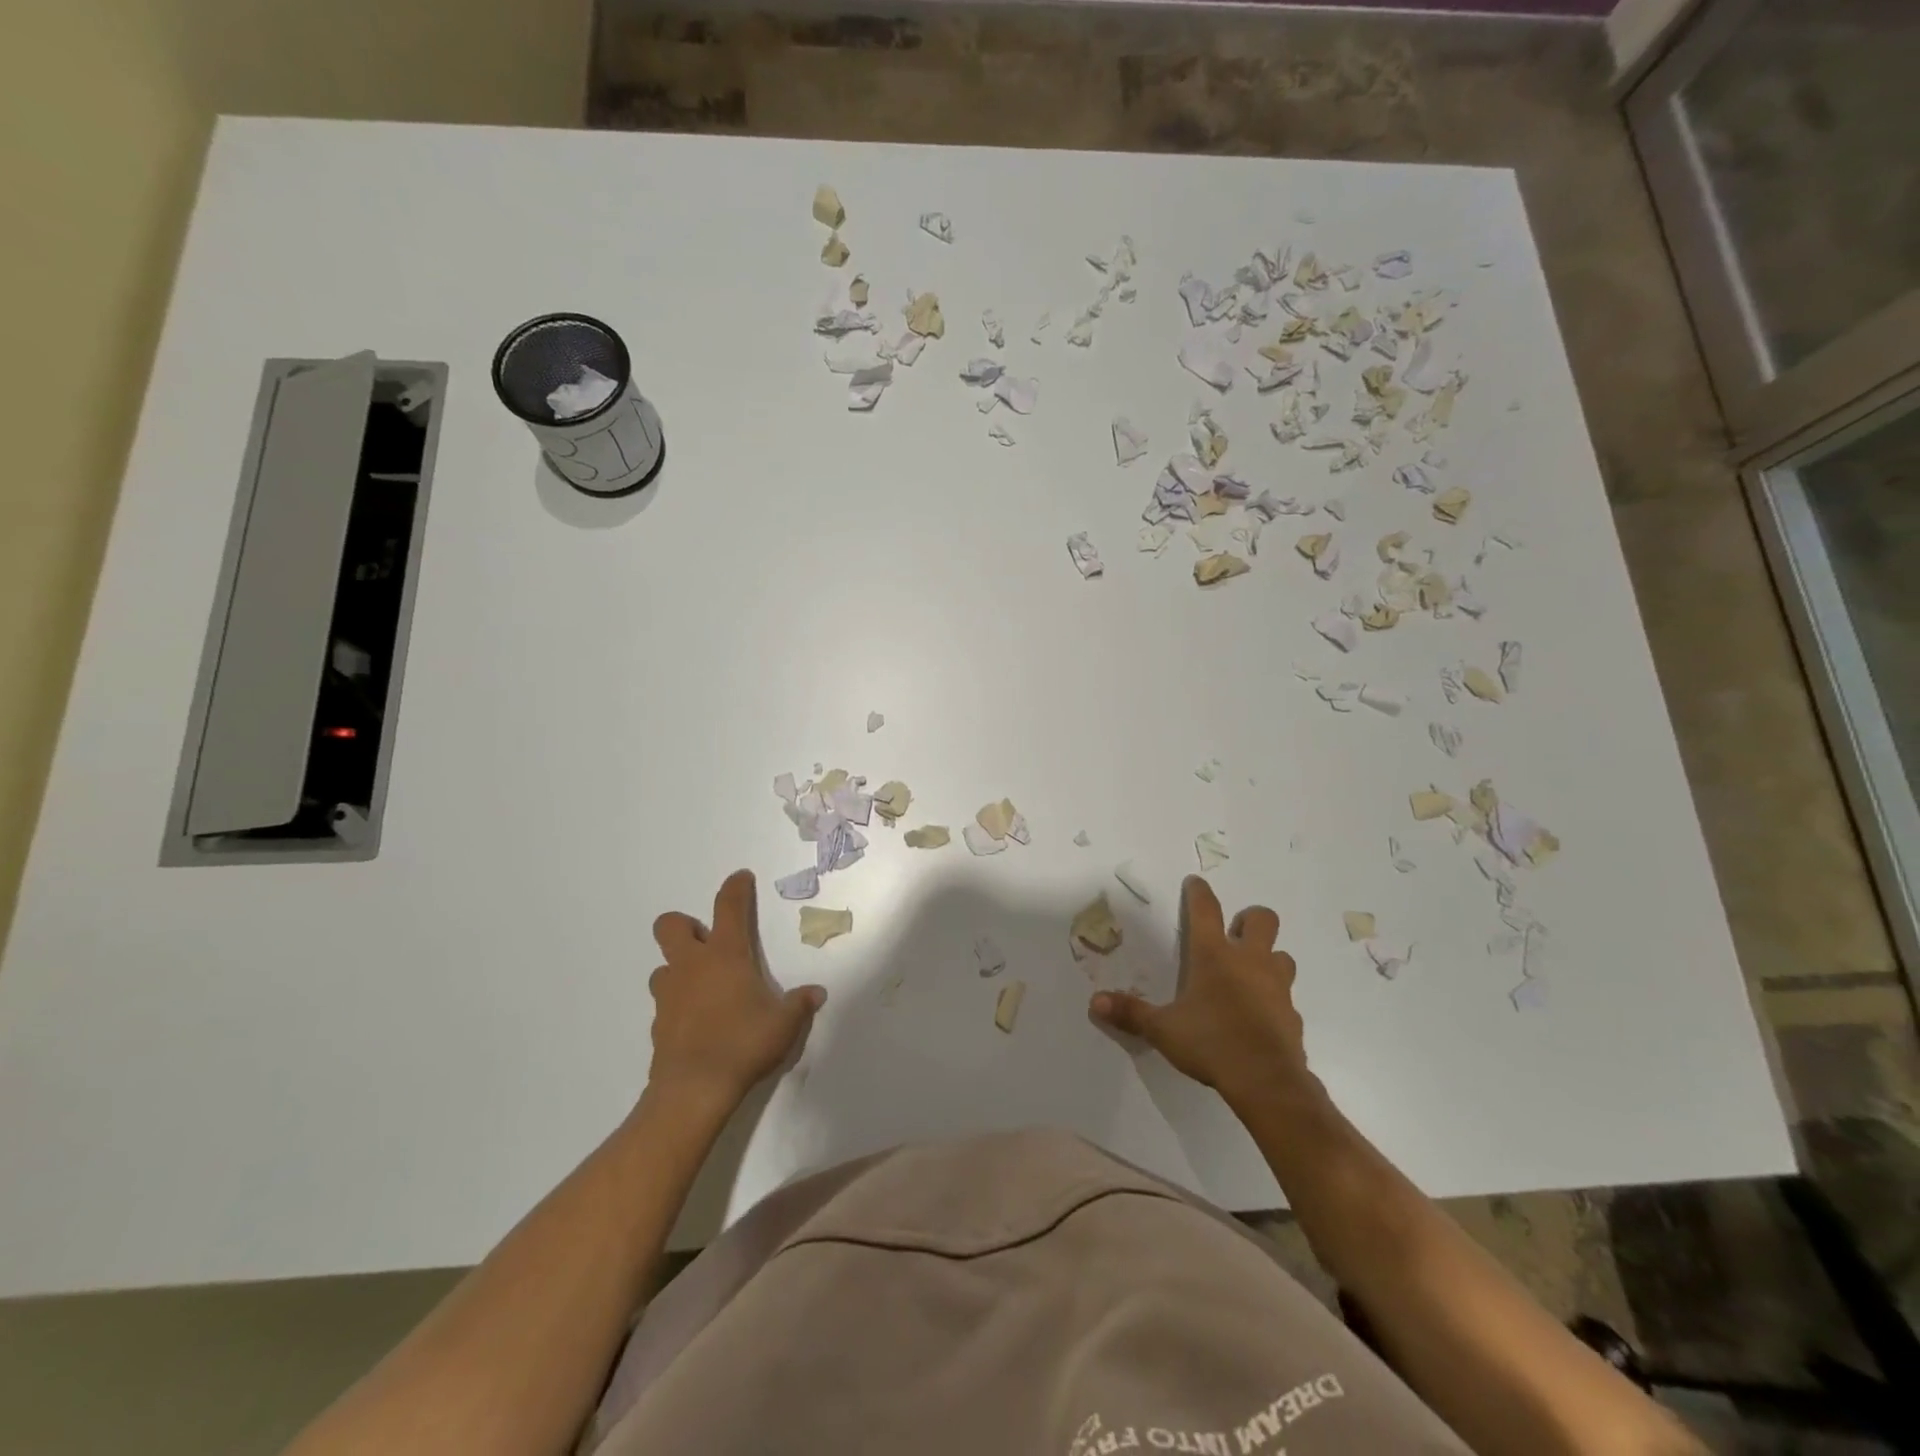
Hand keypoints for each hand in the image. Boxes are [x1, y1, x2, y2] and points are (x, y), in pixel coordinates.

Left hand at [647, 871, 825, 1115]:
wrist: (694, 1089)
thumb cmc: (744, 1043)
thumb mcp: (784, 1023)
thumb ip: (799, 1004)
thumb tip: (815, 994)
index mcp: (725, 955)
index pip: (729, 907)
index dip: (735, 888)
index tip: (740, 878)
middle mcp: (692, 966)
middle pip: (671, 926)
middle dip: (685, 926)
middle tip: (708, 943)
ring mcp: (669, 994)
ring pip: (663, 966)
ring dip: (680, 969)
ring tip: (704, 988)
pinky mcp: (658, 1024)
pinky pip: (665, 1001)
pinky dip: (678, 1003)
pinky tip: (698, 1022)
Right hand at [1089, 876, 1312, 1110]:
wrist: (1267, 1082)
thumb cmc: (1211, 1043)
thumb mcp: (1163, 1029)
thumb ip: (1131, 1012)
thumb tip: (1094, 1002)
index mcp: (1214, 955)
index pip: (1205, 910)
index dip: (1199, 892)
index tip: (1195, 882)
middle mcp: (1249, 961)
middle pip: (1262, 919)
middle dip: (1249, 919)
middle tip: (1234, 933)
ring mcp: (1277, 986)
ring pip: (1281, 955)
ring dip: (1268, 957)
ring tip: (1250, 972)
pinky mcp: (1292, 1014)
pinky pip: (1286, 995)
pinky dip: (1274, 997)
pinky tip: (1259, 1014)